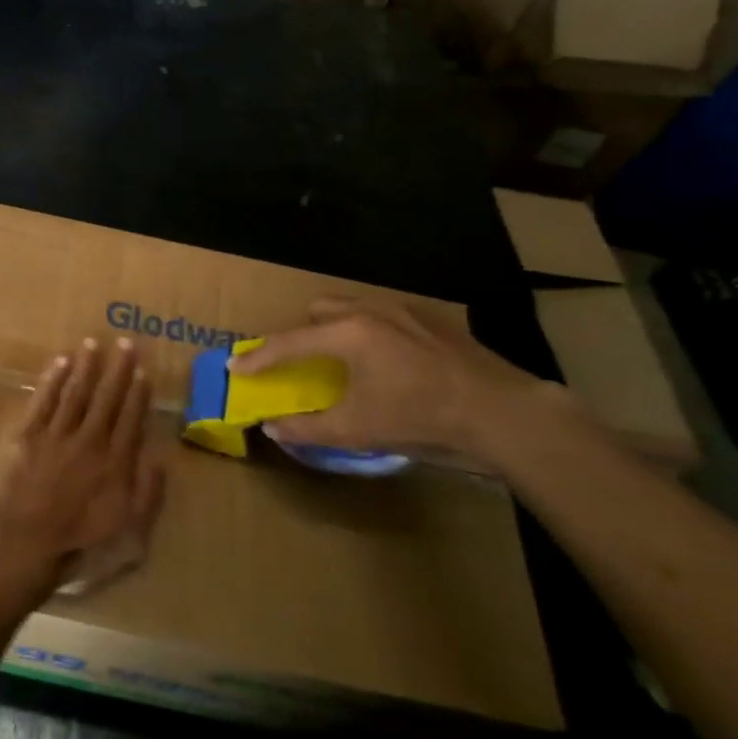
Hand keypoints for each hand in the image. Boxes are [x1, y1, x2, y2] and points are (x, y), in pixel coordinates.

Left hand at [0, 337, 164, 598]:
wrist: (22, 545)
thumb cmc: (77, 546)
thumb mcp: (129, 534)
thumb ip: (148, 495)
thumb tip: (159, 459)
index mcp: (115, 463)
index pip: (131, 419)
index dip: (138, 393)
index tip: (143, 370)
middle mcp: (89, 440)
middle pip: (107, 398)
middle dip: (118, 369)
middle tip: (126, 342)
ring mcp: (56, 434)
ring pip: (75, 391)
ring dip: (86, 366)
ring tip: (94, 343)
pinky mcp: (27, 434)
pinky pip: (43, 399)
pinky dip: (53, 379)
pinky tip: (61, 362)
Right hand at [229, 297, 573, 468]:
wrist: (502, 412)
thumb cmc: (420, 417)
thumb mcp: (358, 429)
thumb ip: (308, 427)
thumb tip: (273, 427)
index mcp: (346, 334)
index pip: (288, 343)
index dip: (258, 358)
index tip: (235, 367)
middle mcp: (370, 311)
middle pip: (320, 310)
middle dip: (302, 332)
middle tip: (300, 361)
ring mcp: (406, 312)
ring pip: (355, 308)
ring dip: (337, 329)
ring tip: (344, 360)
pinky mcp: (434, 321)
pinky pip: (387, 317)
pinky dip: (372, 333)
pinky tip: (390, 363)